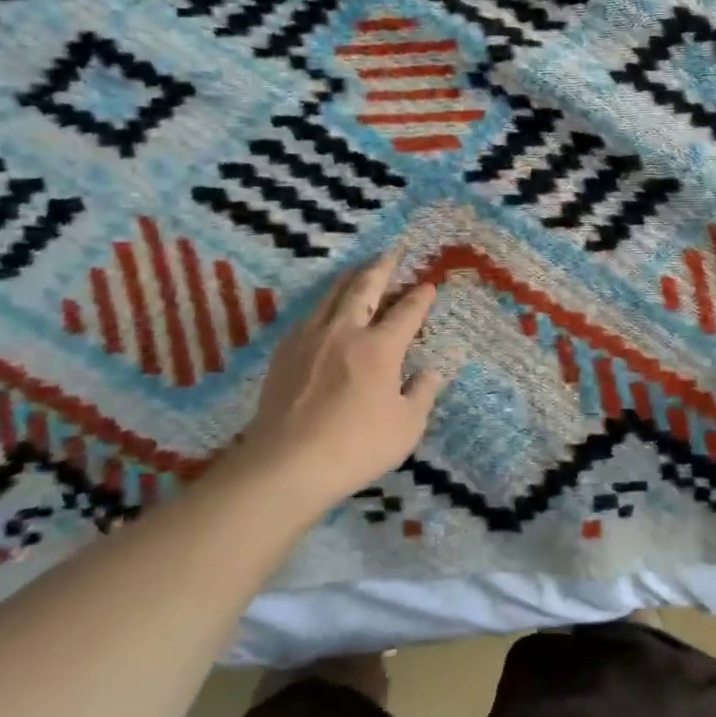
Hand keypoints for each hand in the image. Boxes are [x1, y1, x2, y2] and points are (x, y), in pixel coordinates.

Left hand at [233, 252, 446, 515]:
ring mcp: (311, 338)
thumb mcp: (406, 427)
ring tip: (359, 270)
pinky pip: (310, 315)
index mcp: (380, 347)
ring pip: (332, 294)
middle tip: (392, 253)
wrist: (286, 463)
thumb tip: (430, 372)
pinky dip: (324, 304)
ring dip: (350, 278)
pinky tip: (325, 310)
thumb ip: (422, 394)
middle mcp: (345, 331)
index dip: (420, 297)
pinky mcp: (285, 352)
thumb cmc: (356, 446)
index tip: (428, 286)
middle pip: (364, 287)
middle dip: (382, 267)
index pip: (406, 312)